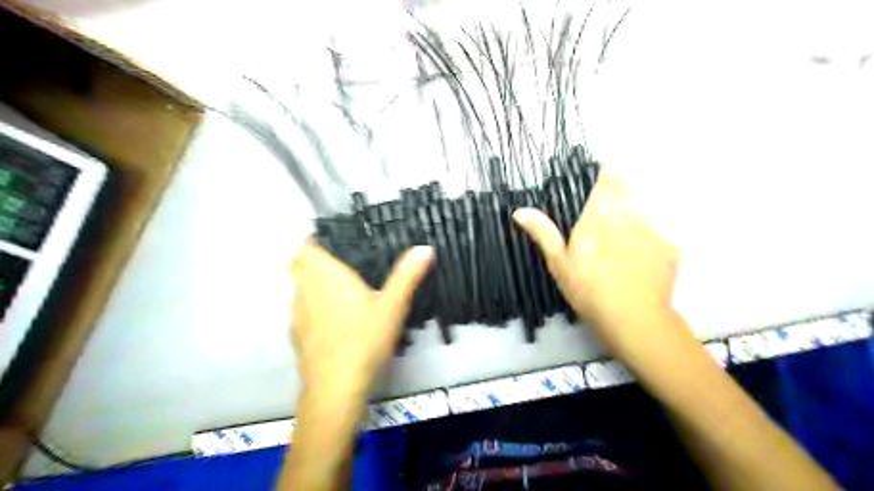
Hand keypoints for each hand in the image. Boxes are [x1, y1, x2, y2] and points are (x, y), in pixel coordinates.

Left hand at [289, 244, 433, 396]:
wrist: (336, 387)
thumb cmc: (365, 340)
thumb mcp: (393, 305)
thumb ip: (407, 275)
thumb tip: (425, 247)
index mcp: (326, 276)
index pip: (307, 248)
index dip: (315, 241)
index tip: (333, 241)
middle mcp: (305, 290)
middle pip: (299, 266)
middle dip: (313, 260)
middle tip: (340, 262)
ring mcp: (297, 314)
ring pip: (298, 288)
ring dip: (311, 283)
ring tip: (337, 287)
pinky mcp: (296, 335)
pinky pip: (300, 310)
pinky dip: (311, 306)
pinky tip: (331, 319)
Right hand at [514, 168, 682, 356]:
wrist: (633, 319)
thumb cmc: (588, 289)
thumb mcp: (558, 262)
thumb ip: (543, 232)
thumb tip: (520, 211)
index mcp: (599, 215)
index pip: (609, 180)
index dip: (610, 171)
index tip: (609, 169)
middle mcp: (629, 215)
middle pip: (629, 191)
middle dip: (621, 195)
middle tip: (609, 219)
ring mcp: (653, 230)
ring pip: (644, 211)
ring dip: (635, 218)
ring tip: (624, 246)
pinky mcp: (670, 246)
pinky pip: (659, 233)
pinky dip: (650, 240)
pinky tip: (640, 261)